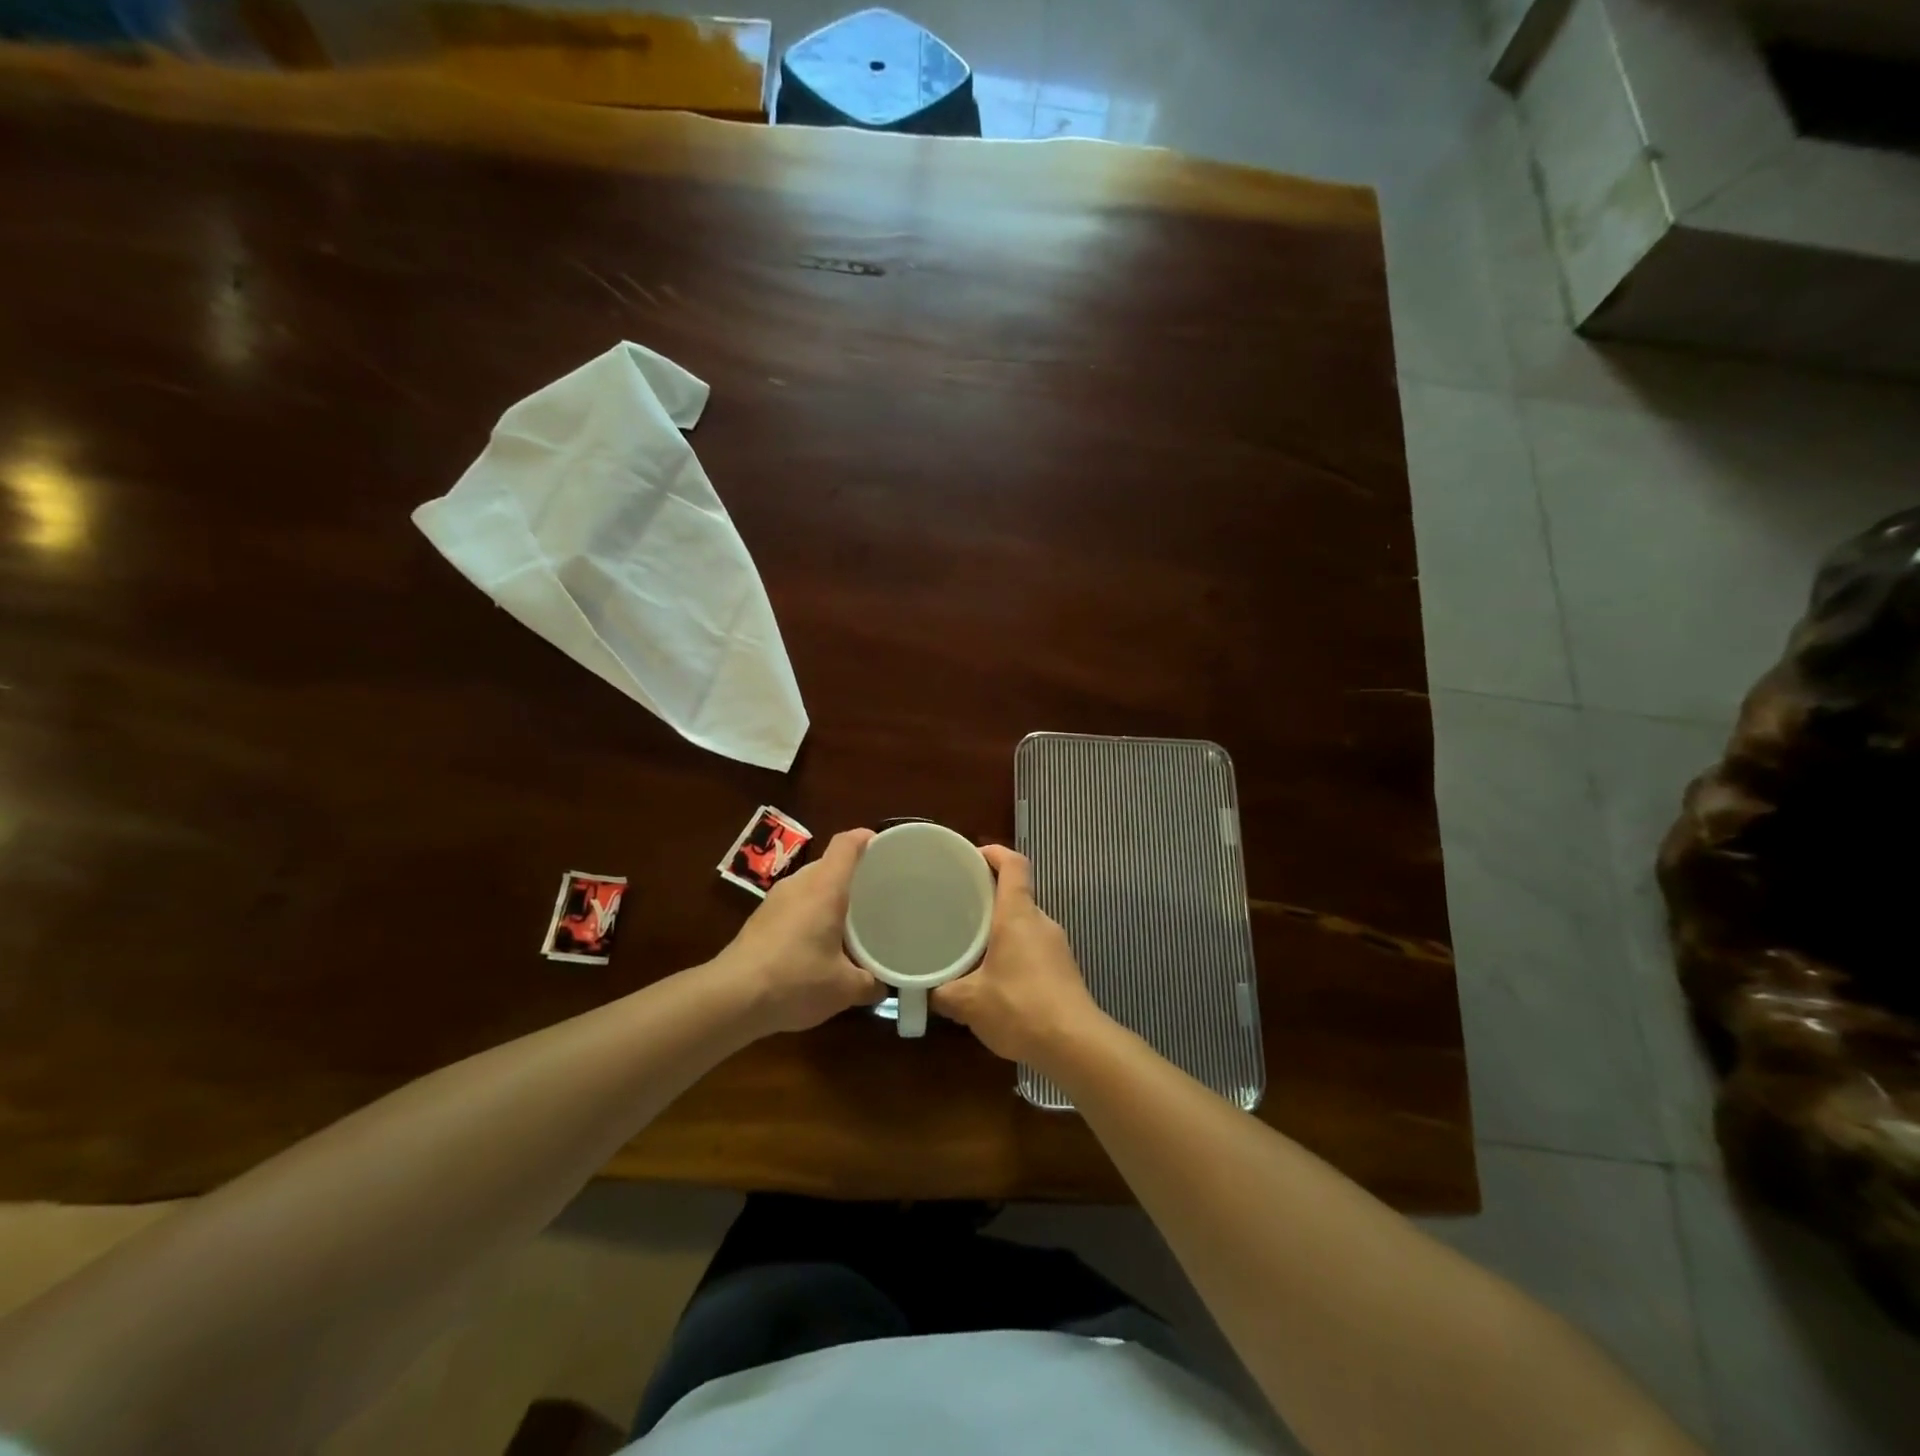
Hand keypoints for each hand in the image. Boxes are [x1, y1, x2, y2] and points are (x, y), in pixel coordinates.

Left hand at [714, 829, 884, 1035]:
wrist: (731, 998)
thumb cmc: (796, 980)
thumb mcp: (844, 988)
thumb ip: (869, 983)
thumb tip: (880, 985)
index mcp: (825, 887)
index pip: (846, 845)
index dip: (865, 838)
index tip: (883, 845)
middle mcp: (799, 884)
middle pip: (828, 864)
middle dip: (850, 874)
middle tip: (874, 893)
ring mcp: (774, 901)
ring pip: (808, 886)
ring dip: (827, 897)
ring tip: (847, 920)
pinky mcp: (758, 920)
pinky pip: (793, 905)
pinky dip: (808, 914)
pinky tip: (815, 943)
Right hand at [931, 845, 1111, 1067]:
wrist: (1075, 1044)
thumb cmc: (1019, 1007)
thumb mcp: (968, 1002)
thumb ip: (941, 991)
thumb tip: (923, 990)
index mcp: (1017, 915)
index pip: (1013, 864)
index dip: (994, 853)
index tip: (971, 856)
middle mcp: (1040, 921)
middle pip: (1016, 894)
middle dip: (987, 896)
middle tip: (956, 906)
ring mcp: (1056, 946)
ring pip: (1024, 924)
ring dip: (1000, 928)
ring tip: (970, 944)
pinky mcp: (1063, 969)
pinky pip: (1033, 947)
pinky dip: (1013, 951)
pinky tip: (994, 977)